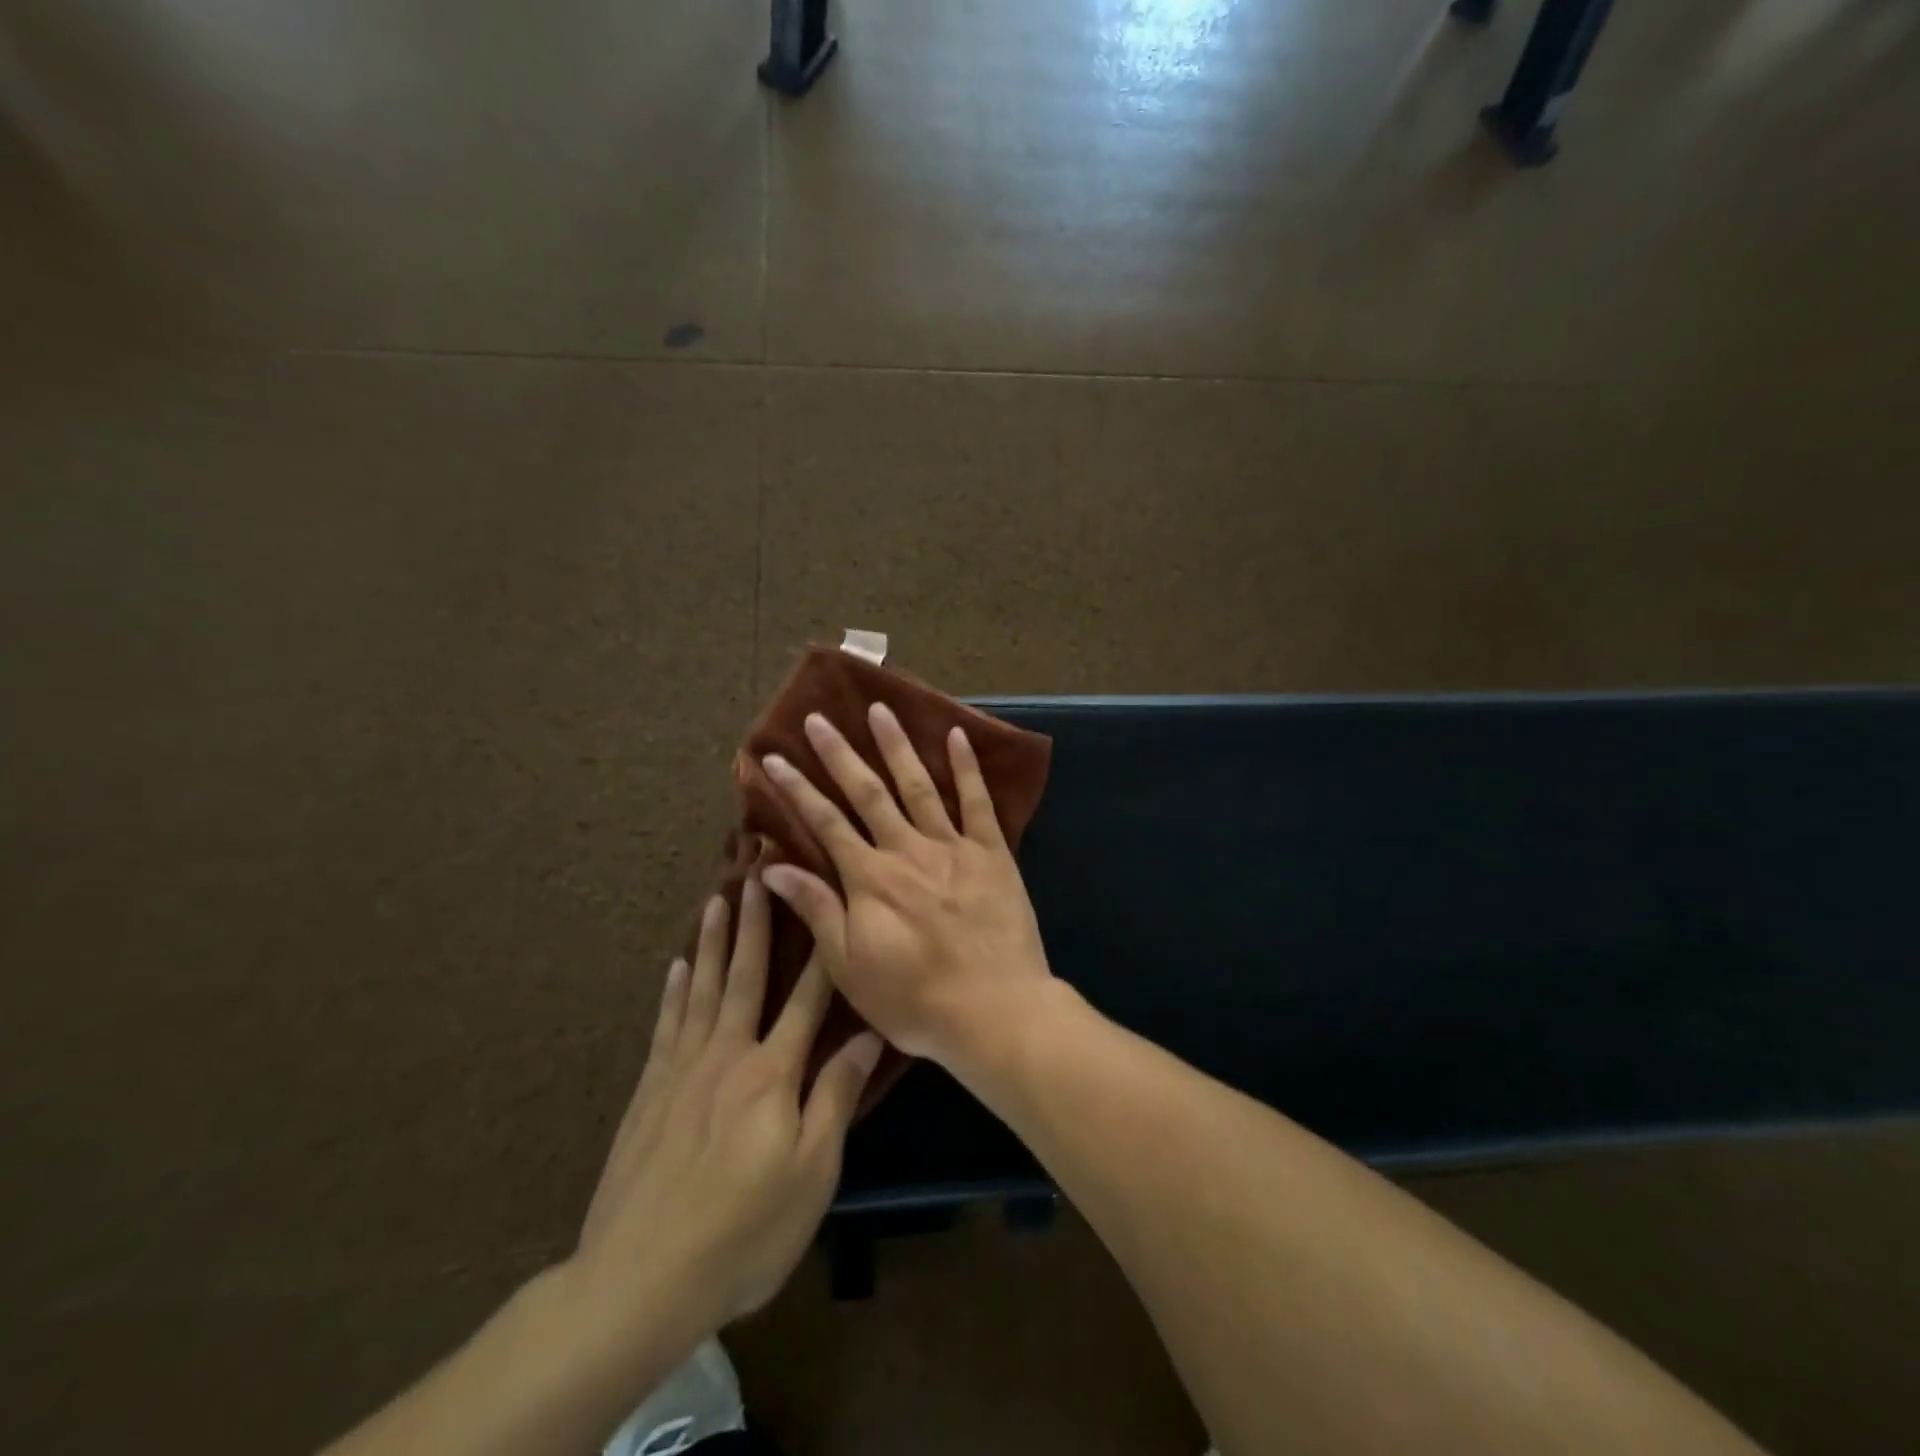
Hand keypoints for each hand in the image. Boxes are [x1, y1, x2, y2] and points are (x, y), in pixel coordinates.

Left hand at [571, 877, 880, 1350]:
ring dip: (711, 942)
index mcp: (771, 1074)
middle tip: (755, 875)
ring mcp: (681, 1071)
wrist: (638, 1282)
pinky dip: (672, 991)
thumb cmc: (743, 1232)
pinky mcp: (649, 1093)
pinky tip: (675, 967)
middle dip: (755, 925)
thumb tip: (869, 1035)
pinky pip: (665, 1025)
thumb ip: (835, 1097)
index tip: (824, 903)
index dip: (819, 950)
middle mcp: (726, 1057)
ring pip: (701, 989)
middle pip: (744, 977)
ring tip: (716, 900)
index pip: (805, 999)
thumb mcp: (812, 1174)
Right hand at [758, 703, 1055, 1071]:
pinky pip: (978, 802)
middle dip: (840, 754)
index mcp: (870, 877)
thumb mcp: (850, 966)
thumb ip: (816, 910)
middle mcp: (907, 849)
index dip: (796, 789)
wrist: (994, 1010)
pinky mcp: (992, 853)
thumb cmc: (915, 998)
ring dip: (897, 746)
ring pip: (919, 785)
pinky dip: (967, 767)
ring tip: (880, 710)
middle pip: (868, 792)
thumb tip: (774, 866)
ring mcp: (952, 846)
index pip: (824, 822)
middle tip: (819, 718)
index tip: (773, 757)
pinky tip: (956, 735)